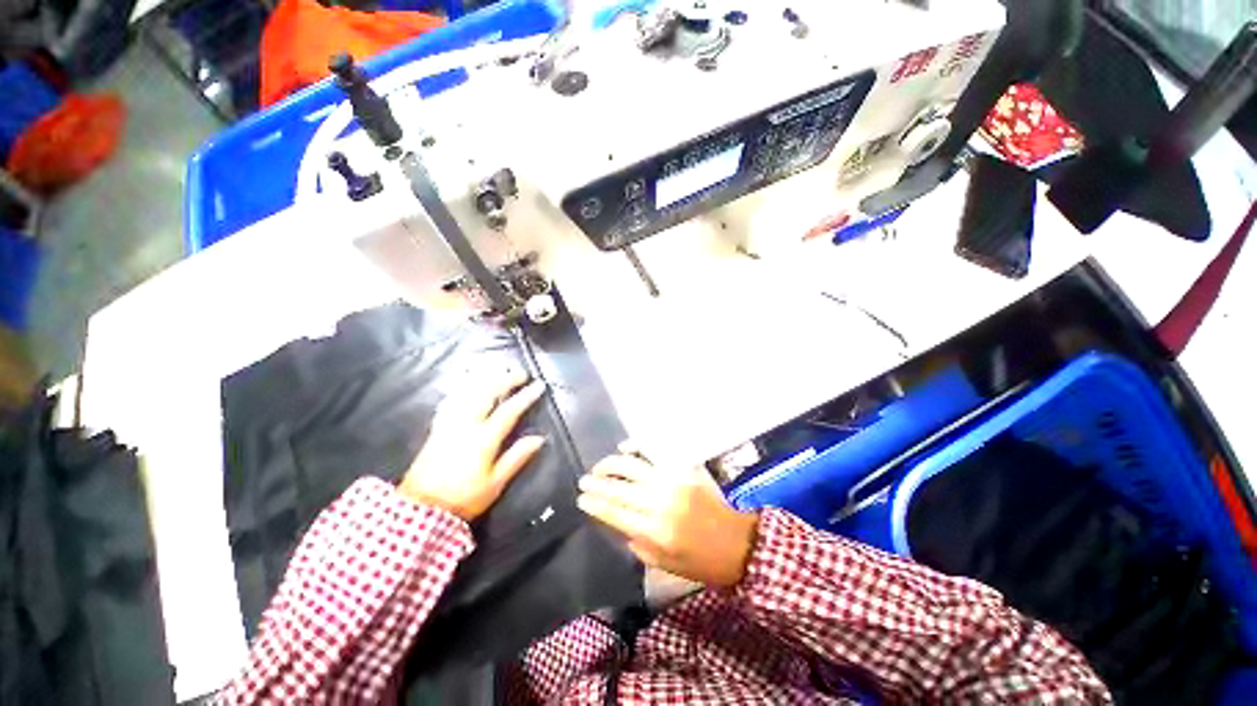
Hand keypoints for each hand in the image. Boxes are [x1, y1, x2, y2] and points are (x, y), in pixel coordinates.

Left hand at [399, 371, 546, 520]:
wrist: (420, 508)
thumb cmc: (463, 498)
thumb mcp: (496, 483)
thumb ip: (517, 457)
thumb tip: (539, 438)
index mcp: (483, 439)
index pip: (509, 411)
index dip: (525, 396)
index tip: (539, 385)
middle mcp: (466, 425)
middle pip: (487, 394)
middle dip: (505, 380)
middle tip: (520, 373)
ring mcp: (449, 424)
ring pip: (468, 393)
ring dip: (485, 379)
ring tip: (498, 371)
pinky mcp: (437, 428)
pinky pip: (451, 401)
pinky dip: (462, 389)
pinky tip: (466, 385)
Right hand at [577, 450, 758, 587]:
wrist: (738, 542)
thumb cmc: (701, 561)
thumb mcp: (665, 564)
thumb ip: (638, 542)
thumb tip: (618, 521)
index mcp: (655, 532)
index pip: (614, 513)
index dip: (594, 504)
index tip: (580, 499)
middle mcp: (660, 502)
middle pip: (618, 487)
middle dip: (596, 483)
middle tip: (583, 481)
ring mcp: (672, 480)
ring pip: (632, 465)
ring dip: (611, 463)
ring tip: (599, 467)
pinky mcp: (684, 468)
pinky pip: (655, 451)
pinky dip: (638, 446)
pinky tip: (626, 447)